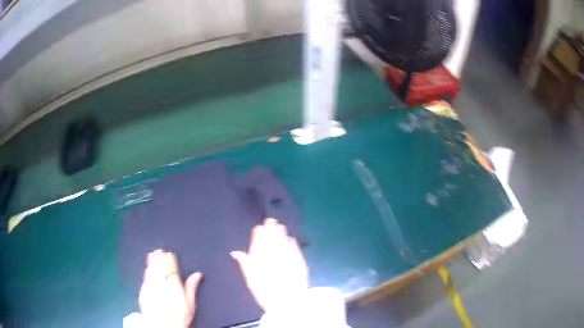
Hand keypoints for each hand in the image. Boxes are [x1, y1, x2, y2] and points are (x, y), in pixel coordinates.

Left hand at [138, 249, 202, 327]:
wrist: (163, 325)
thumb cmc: (180, 316)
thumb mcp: (190, 303)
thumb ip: (192, 286)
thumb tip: (198, 274)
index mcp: (174, 283)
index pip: (171, 267)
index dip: (170, 259)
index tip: (168, 253)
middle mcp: (161, 281)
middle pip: (160, 266)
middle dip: (160, 258)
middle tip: (159, 250)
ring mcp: (151, 285)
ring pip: (151, 270)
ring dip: (152, 261)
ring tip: (152, 254)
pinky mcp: (143, 291)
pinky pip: (145, 277)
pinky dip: (146, 271)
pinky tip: (147, 269)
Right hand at [231, 218, 308, 312]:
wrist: (288, 302)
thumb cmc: (266, 294)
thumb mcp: (251, 280)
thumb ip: (245, 264)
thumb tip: (235, 252)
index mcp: (260, 258)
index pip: (259, 241)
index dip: (259, 233)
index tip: (260, 227)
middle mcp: (274, 254)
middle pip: (272, 238)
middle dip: (271, 229)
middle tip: (271, 221)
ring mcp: (288, 257)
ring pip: (283, 241)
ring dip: (281, 233)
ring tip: (280, 226)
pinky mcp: (299, 261)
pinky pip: (295, 248)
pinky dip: (292, 243)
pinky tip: (291, 239)